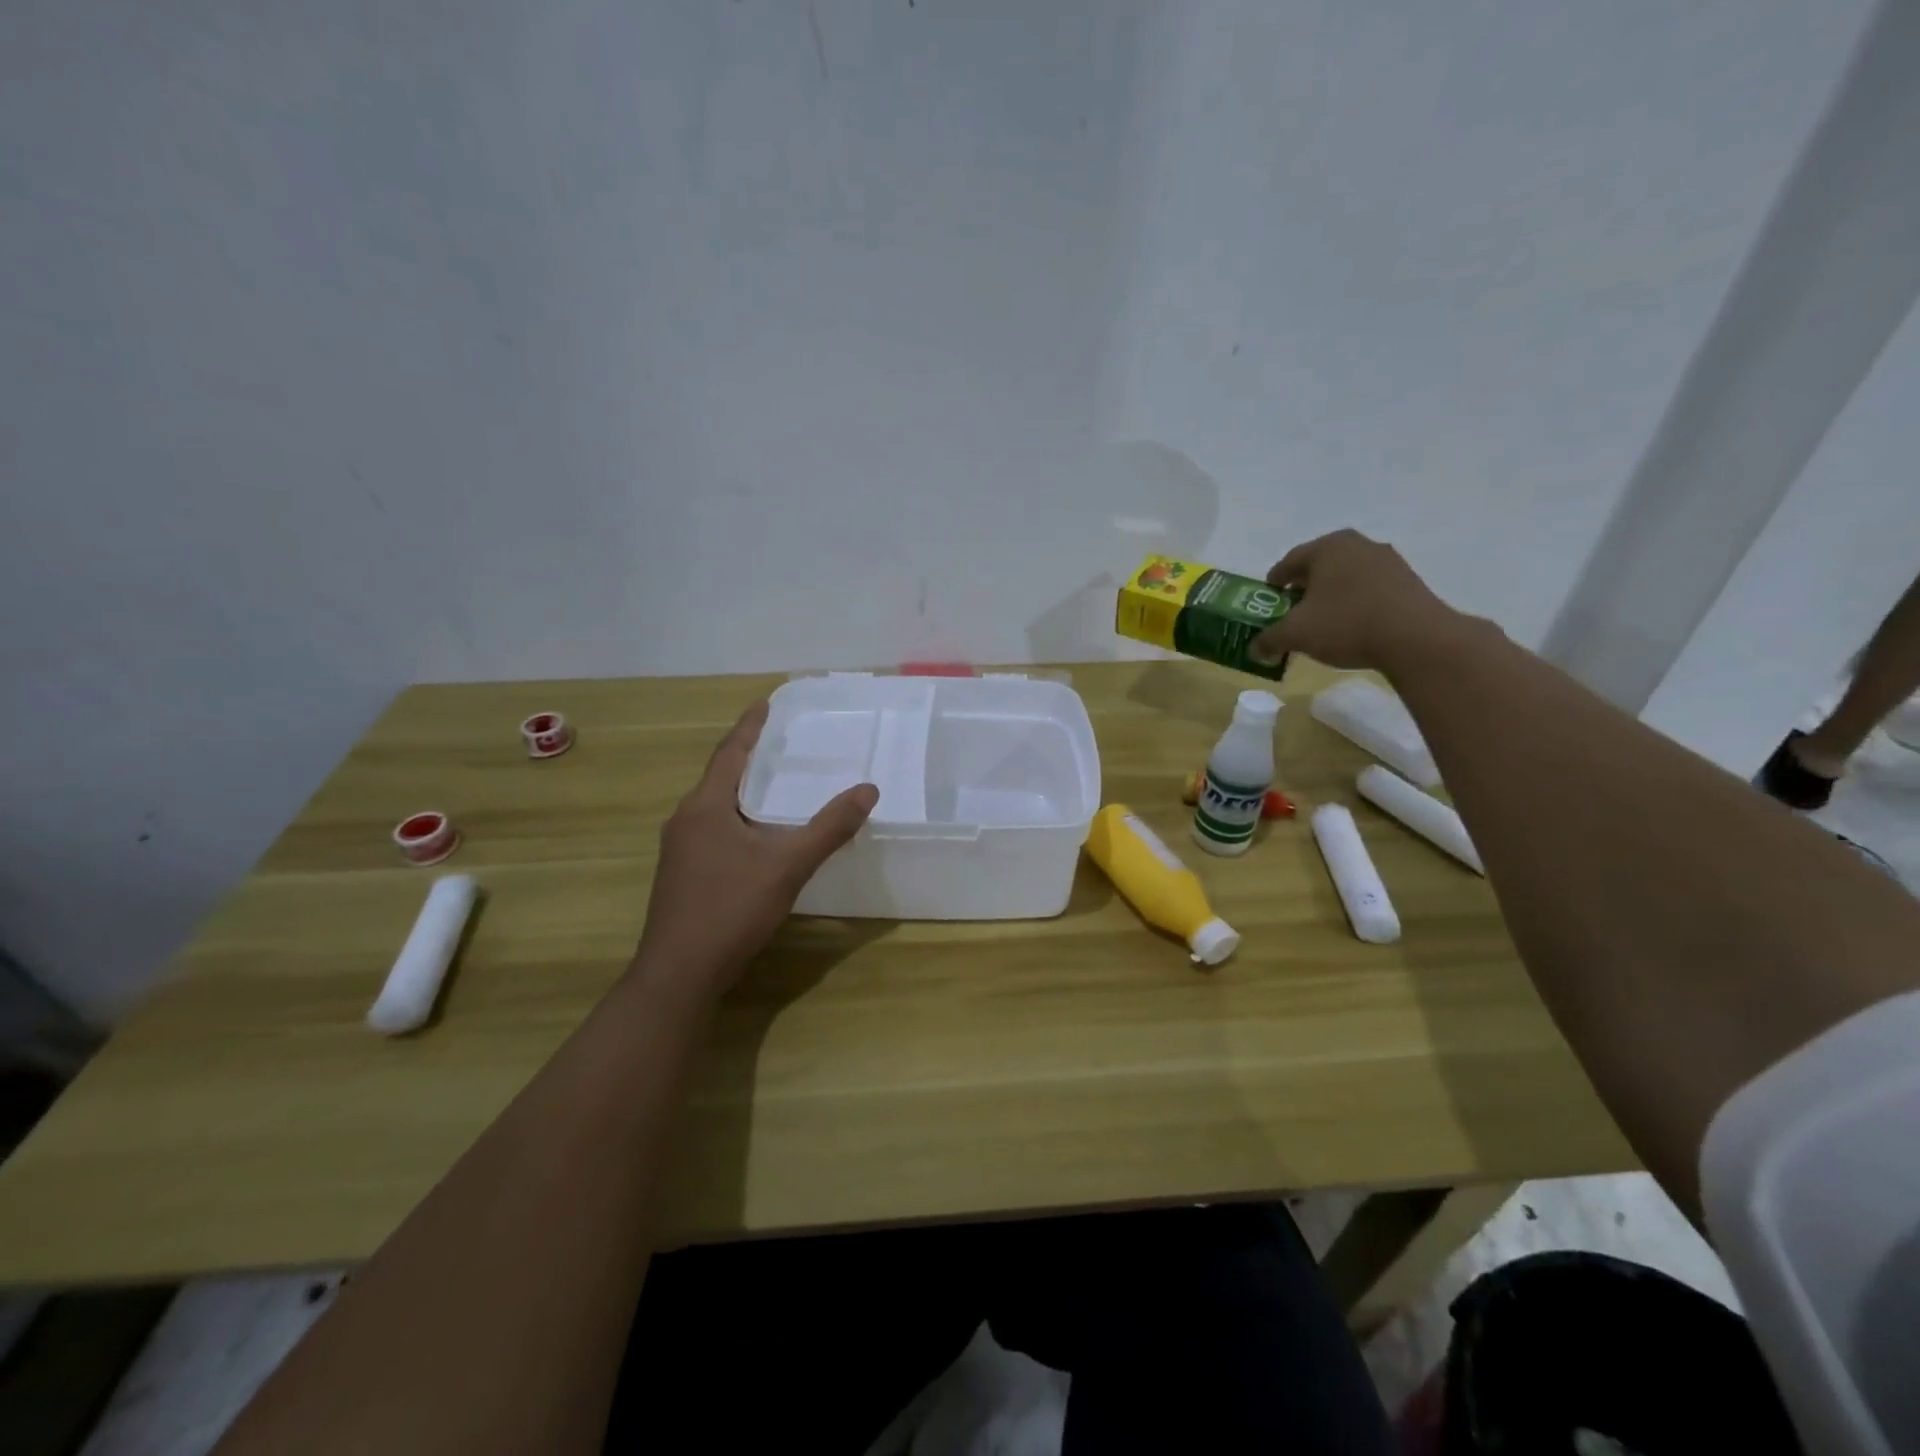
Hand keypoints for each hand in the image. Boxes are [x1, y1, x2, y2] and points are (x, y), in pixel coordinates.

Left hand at [633, 701, 876, 998]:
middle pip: (721, 776)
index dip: (750, 726)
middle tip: (783, 742)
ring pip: (717, 806)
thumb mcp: (787, 866)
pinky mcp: (682, 875)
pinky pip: (715, 830)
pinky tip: (761, 836)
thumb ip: (829, 828)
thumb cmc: (730, 909)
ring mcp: (679, 850)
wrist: (679, 974)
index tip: (766, 703)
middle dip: (750, 756)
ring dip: (745, 790)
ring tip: (777, 783)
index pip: (730, 752)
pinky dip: (740, 819)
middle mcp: (685, 819)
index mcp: (705, 806)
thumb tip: (867, 790)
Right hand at [1251, 529, 1465, 672]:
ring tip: (1322, 620)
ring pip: (1346, 575)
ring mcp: (1387, 561)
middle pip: (1320, 565)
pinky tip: (1351, 624)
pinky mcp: (1408, 581)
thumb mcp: (1296, 635)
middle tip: (1292, 610)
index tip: (1268, 599)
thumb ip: (1269, 640)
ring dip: (1331, 594)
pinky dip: (1355, 601)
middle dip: (1303, 587)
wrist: (1415, 638)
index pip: (1290, 561)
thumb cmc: (1345, 624)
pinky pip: (1369, 588)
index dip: (1274, 582)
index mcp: (1327, 547)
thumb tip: (1253, 650)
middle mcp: (1358, 545)